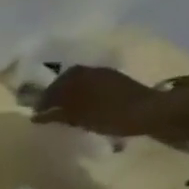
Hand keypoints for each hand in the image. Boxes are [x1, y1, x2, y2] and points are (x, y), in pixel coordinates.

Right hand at [31, 65, 155, 135]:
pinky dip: (85, 96)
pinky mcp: (118, 83)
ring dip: (71, 95)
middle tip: (50, 109)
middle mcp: (90, 71)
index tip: (36, 113)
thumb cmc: (111, 115)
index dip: (43, 101)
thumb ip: (55, 115)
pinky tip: (86, 107)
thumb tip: (36, 115)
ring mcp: (106, 75)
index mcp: (77, 76)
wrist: (153, 111)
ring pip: (81, 83)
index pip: (52, 87)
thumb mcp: (79, 118)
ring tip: (67, 109)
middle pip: (66, 82)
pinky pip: (93, 86)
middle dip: (57, 95)